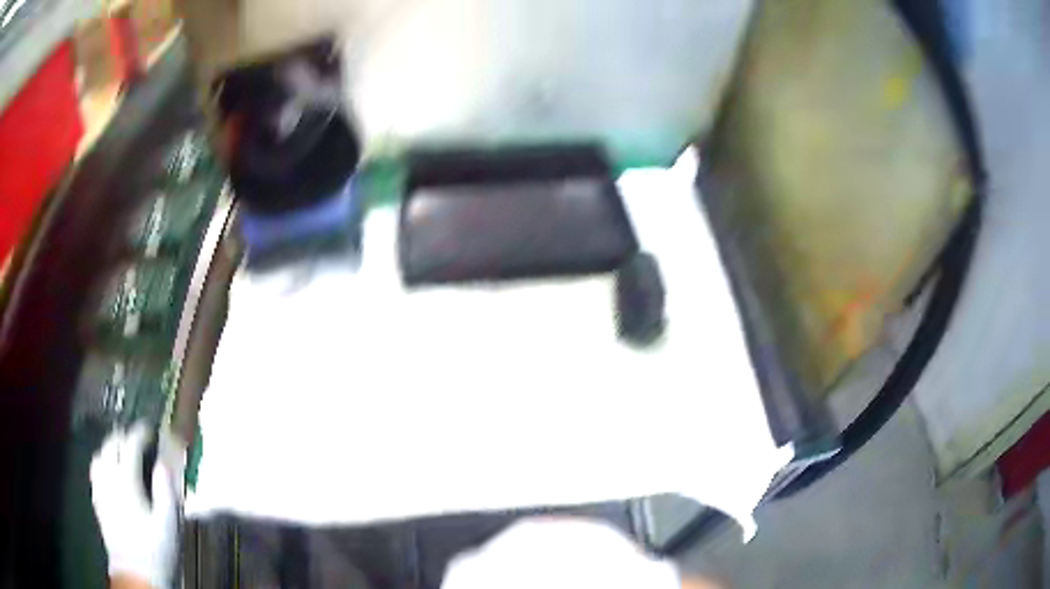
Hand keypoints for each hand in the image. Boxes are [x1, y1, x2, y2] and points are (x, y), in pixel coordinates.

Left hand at [90, 423, 182, 588]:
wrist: (135, 573)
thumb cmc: (155, 549)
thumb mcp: (169, 524)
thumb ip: (166, 490)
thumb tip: (164, 462)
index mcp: (126, 479)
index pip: (130, 444)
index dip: (141, 432)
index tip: (151, 430)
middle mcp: (108, 477)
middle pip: (111, 444)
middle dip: (124, 436)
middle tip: (138, 440)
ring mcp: (100, 488)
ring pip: (100, 454)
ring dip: (111, 448)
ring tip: (122, 453)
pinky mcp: (97, 501)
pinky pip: (95, 470)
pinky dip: (103, 462)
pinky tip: (110, 473)